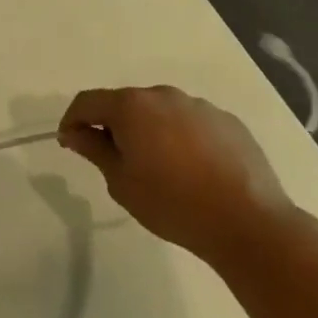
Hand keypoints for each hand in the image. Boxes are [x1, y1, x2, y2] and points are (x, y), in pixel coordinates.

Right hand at [57, 86, 292, 258]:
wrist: (248, 222)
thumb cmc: (172, 203)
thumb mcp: (121, 182)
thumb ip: (95, 150)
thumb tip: (75, 132)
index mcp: (132, 106)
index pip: (88, 101)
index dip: (73, 120)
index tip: (70, 143)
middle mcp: (164, 95)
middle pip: (126, 104)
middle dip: (114, 126)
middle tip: (114, 161)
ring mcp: (200, 106)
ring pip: (161, 113)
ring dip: (150, 131)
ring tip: (158, 168)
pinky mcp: (228, 122)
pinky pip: (192, 124)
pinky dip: (181, 138)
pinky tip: (192, 170)